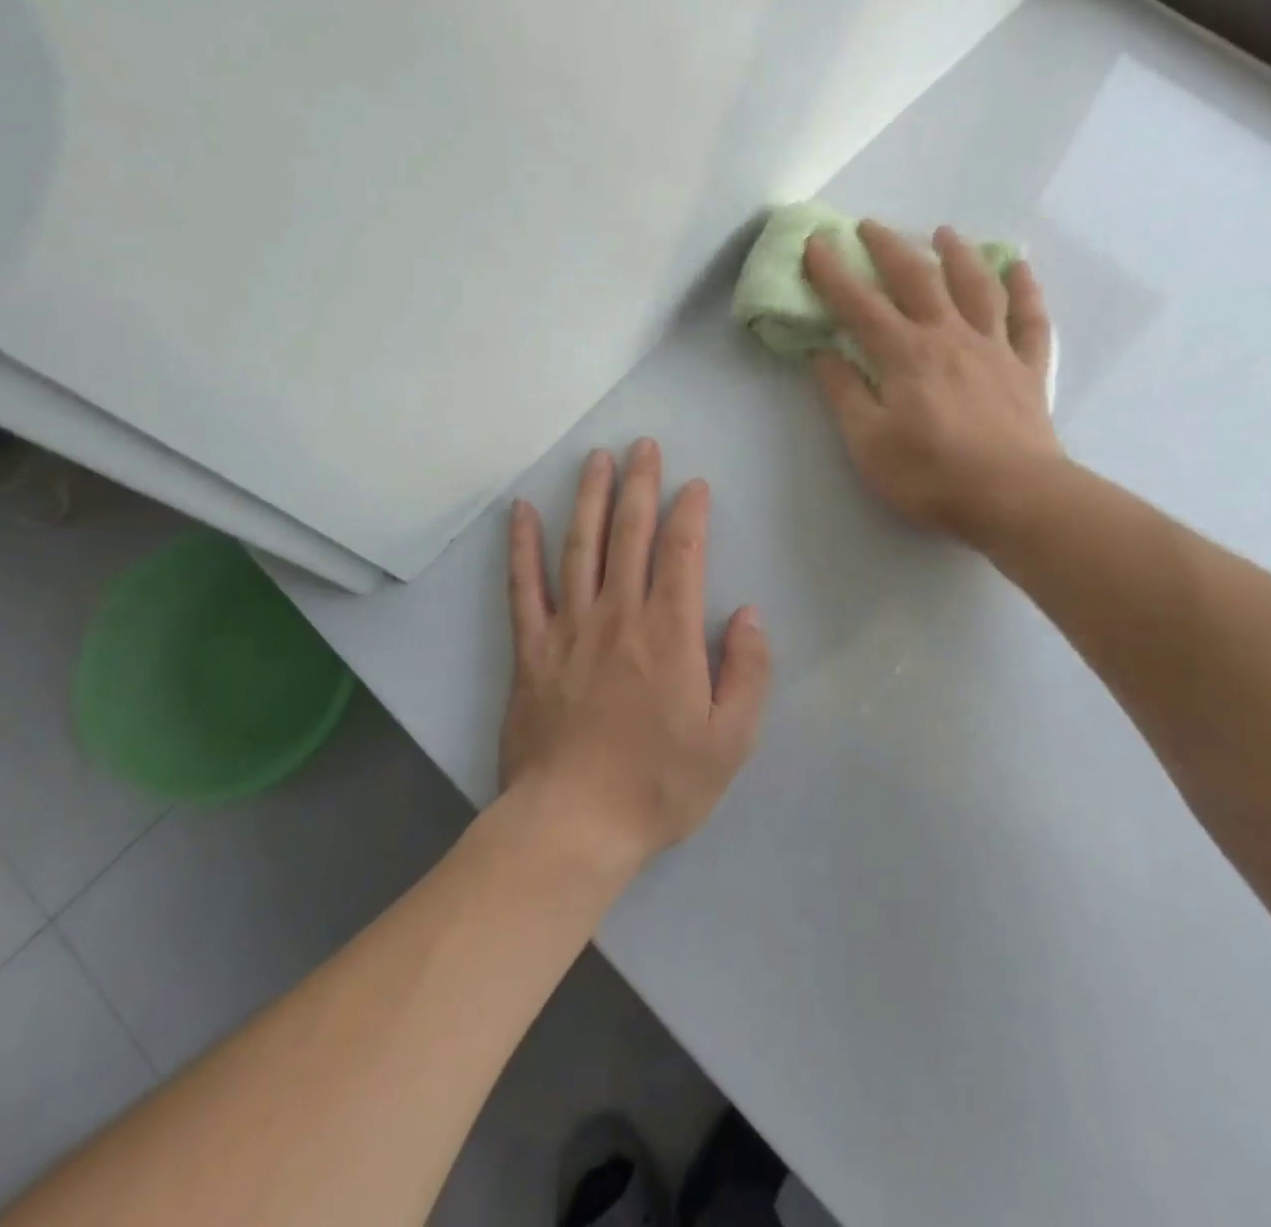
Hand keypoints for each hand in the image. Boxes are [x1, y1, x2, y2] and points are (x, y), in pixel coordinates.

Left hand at [500, 440, 771, 876]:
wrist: (573, 824)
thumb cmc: (658, 785)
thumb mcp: (730, 740)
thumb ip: (748, 671)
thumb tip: (749, 614)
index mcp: (670, 634)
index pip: (682, 552)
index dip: (690, 512)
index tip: (695, 485)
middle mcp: (618, 615)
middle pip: (629, 533)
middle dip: (640, 484)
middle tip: (642, 446)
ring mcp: (569, 628)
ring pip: (579, 546)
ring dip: (588, 497)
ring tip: (595, 459)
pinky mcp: (531, 649)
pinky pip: (524, 586)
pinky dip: (522, 546)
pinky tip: (521, 512)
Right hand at [805, 220, 1061, 548]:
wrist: (1014, 497)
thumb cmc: (931, 476)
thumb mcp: (868, 443)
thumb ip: (844, 394)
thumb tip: (822, 353)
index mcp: (905, 355)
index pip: (860, 305)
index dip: (834, 274)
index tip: (816, 243)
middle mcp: (949, 337)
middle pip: (917, 280)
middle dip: (889, 248)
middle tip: (869, 226)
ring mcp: (994, 348)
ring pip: (976, 286)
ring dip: (958, 254)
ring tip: (944, 233)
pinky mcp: (1028, 368)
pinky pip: (1030, 318)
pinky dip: (1025, 289)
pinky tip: (1020, 268)